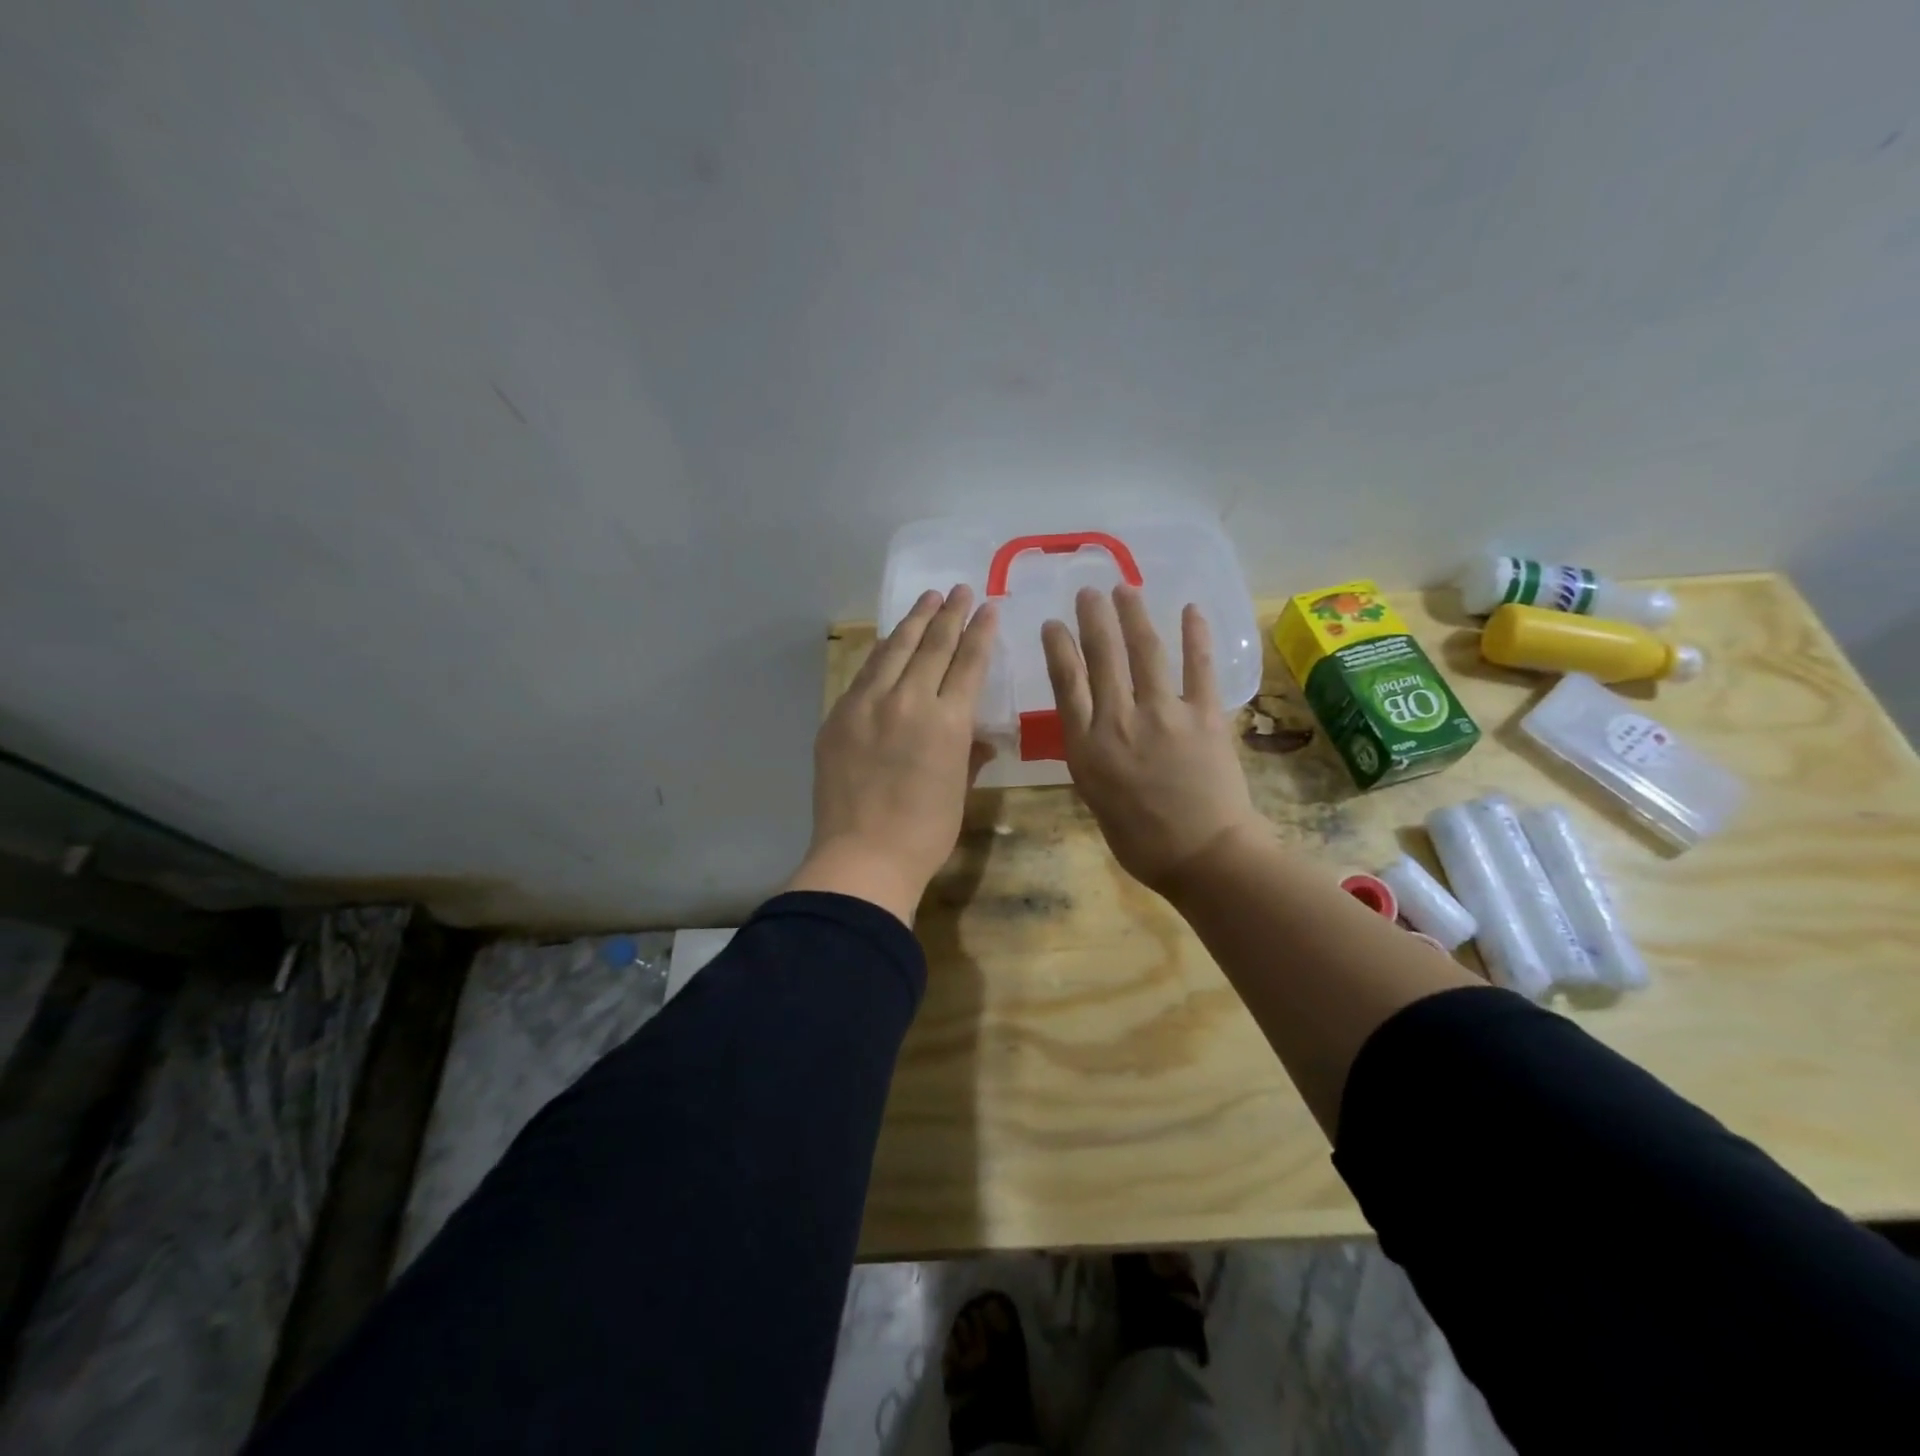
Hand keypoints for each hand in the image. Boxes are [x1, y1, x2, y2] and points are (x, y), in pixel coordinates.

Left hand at [787, 585, 998, 924]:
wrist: (862, 857)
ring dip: (913, 622)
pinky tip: (888, 641)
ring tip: (927, 599)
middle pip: (932, 645)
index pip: (968, 663)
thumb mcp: (959, 792)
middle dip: (949, 614)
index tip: (987, 607)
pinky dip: (881, 652)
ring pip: (894, 650)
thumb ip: (969, 755)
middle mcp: (908, 701)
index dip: (980, 632)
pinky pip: (864, 672)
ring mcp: (868, 705)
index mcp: (948, 722)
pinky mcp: (839, 716)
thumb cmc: (924, 834)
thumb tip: (978, 738)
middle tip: (959, 589)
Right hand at [1042, 585, 1261, 896]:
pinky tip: (1190, 609)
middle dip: (1093, 618)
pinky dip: (1195, 635)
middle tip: (1089, 591)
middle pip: (1102, 656)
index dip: (1058, 647)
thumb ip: (1091, 755)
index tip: (1053, 623)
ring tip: (1125, 588)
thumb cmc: (1140, 840)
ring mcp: (1163, 714)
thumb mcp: (1095, 798)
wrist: (1202, 855)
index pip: (1066, 683)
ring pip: (1144, 651)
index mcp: (1086, 746)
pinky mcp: (1204, 715)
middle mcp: (1119, 720)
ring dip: (1133, 615)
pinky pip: (1199, 667)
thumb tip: (1094, 726)